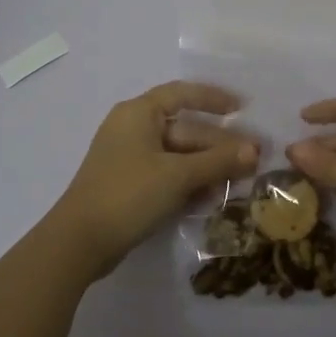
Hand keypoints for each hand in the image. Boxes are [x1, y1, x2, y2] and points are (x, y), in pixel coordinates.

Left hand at [51, 81, 258, 278]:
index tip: (242, 108)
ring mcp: (129, 158)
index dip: (213, 98)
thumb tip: (256, 150)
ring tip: (237, 182)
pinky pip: (167, 175)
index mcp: (139, 113)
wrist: (79, 242)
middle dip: (218, 145)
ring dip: (207, 167)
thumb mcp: (178, 175)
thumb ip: (219, 161)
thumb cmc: (129, 194)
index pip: (182, 93)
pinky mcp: (129, 185)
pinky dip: (189, 182)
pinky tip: (211, 198)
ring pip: (178, 155)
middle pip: (185, 129)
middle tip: (252, 160)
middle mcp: (133, 128)